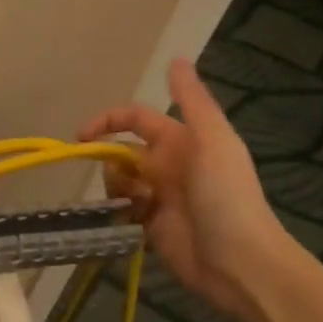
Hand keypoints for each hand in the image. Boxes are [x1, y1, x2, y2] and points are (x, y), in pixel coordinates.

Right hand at [78, 58, 289, 321]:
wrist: (241, 263)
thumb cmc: (226, 197)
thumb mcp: (212, 141)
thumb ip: (191, 101)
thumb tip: (176, 59)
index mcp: (182, 141)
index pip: (135, 119)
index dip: (107, 121)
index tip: (81, 138)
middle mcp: (168, 166)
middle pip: (121, 152)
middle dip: (111, 162)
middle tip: (126, 182)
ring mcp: (159, 198)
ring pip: (118, 182)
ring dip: (118, 190)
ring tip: (139, 207)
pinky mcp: (151, 228)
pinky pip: (122, 212)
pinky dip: (120, 214)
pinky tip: (135, 224)